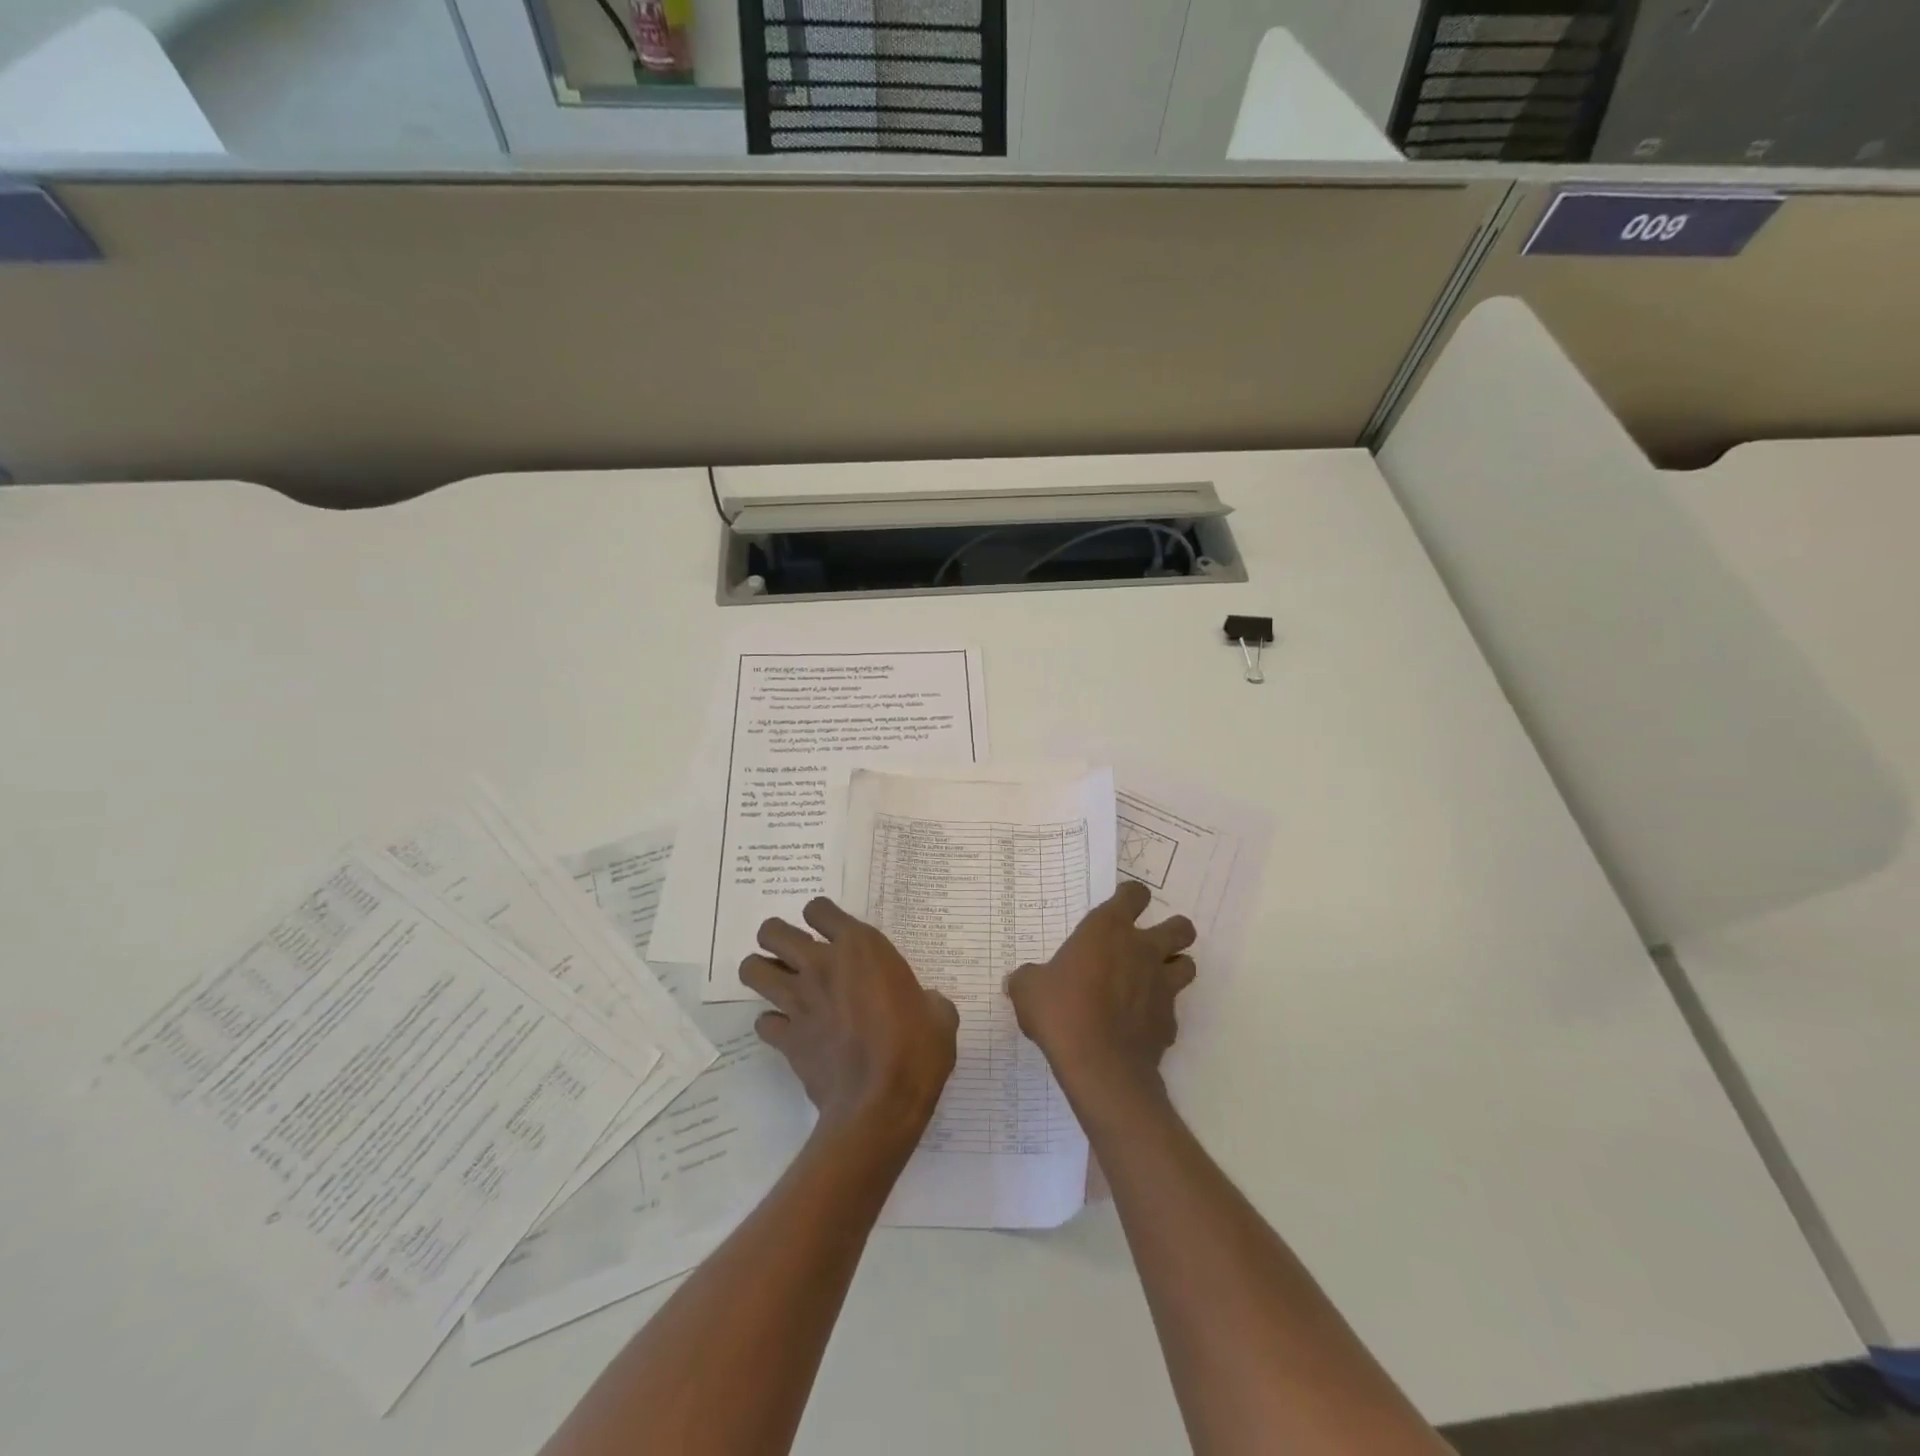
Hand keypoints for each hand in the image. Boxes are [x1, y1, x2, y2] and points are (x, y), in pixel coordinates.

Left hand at [742, 898, 958, 1143]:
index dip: (822, 917)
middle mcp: (821, 965)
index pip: (820, 909)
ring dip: (762, 973)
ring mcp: (798, 1001)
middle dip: (776, 938)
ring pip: (753, 970)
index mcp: (861, 948)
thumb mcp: (939, 1015)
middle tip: (795, 954)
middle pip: (772, 931)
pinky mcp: (786, 1038)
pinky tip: (791, 1031)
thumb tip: (927, 1004)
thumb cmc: (917, 1050)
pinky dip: (773, 1025)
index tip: (833, 932)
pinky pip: (763, 1022)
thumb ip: (927, 999)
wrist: (881, 1104)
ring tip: (782, 985)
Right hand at [1005, 880, 1195, 1103]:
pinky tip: (1139, 1023)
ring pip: (1187, 964)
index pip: (1134, 894)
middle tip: (1149, 944)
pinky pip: (1171, 1009)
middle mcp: (1143, 950)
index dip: (1131, 896)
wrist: (1099, 1065)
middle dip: (1172, 931)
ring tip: (1153, 979)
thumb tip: (1020, 979)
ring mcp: (1162, 986)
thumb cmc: (1061, 1011)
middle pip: (1180, 927)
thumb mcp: (1028, 989)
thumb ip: (1029, 977)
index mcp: (1109, 929)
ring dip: (1174, 968)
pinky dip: (1159, 1013)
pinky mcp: (1169, 1022)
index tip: (1121, 905)